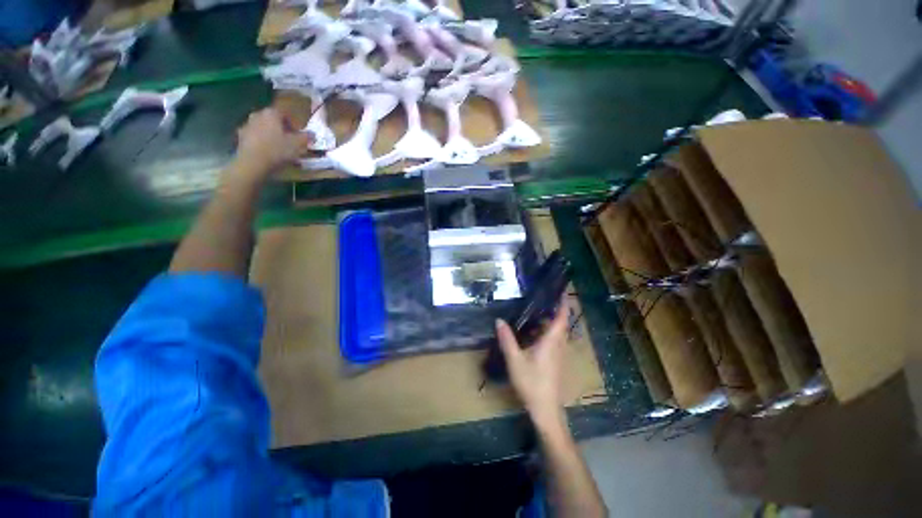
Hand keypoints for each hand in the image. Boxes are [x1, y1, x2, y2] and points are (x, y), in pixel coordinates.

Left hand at [234, 108, 311, 175]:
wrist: (253, 163)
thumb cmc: (277, 150)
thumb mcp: (298, 145)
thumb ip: (306, 137)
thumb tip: (312, 134)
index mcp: (272, 113)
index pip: (285, 113)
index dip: (293, 123)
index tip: (298, 134)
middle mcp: (257, 115)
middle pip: (272, 119)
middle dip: (281, 128)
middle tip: (289, 140)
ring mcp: (247, 125)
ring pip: (263, 127)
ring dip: (270, 134)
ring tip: (278, 148)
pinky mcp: (241, 137)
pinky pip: (255, 136)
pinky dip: (261, 141)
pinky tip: (267, 152)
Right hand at [496, 296, 570, 431]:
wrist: (545, 410)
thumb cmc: (532, 383)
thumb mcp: (515, 360)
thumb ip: (507, 339)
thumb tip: (499, 320)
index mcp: (551, 342)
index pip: (561, 319)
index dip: (563, 305)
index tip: (562, 292)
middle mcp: (558, 346)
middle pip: (561, 324)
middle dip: (556, 311)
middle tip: (544, 299)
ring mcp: (559, 355)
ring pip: (558, 334)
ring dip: (551, 322)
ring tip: (537, 313)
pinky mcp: (556, 362)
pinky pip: (554, 341)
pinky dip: (547, 333)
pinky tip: (534, 335)